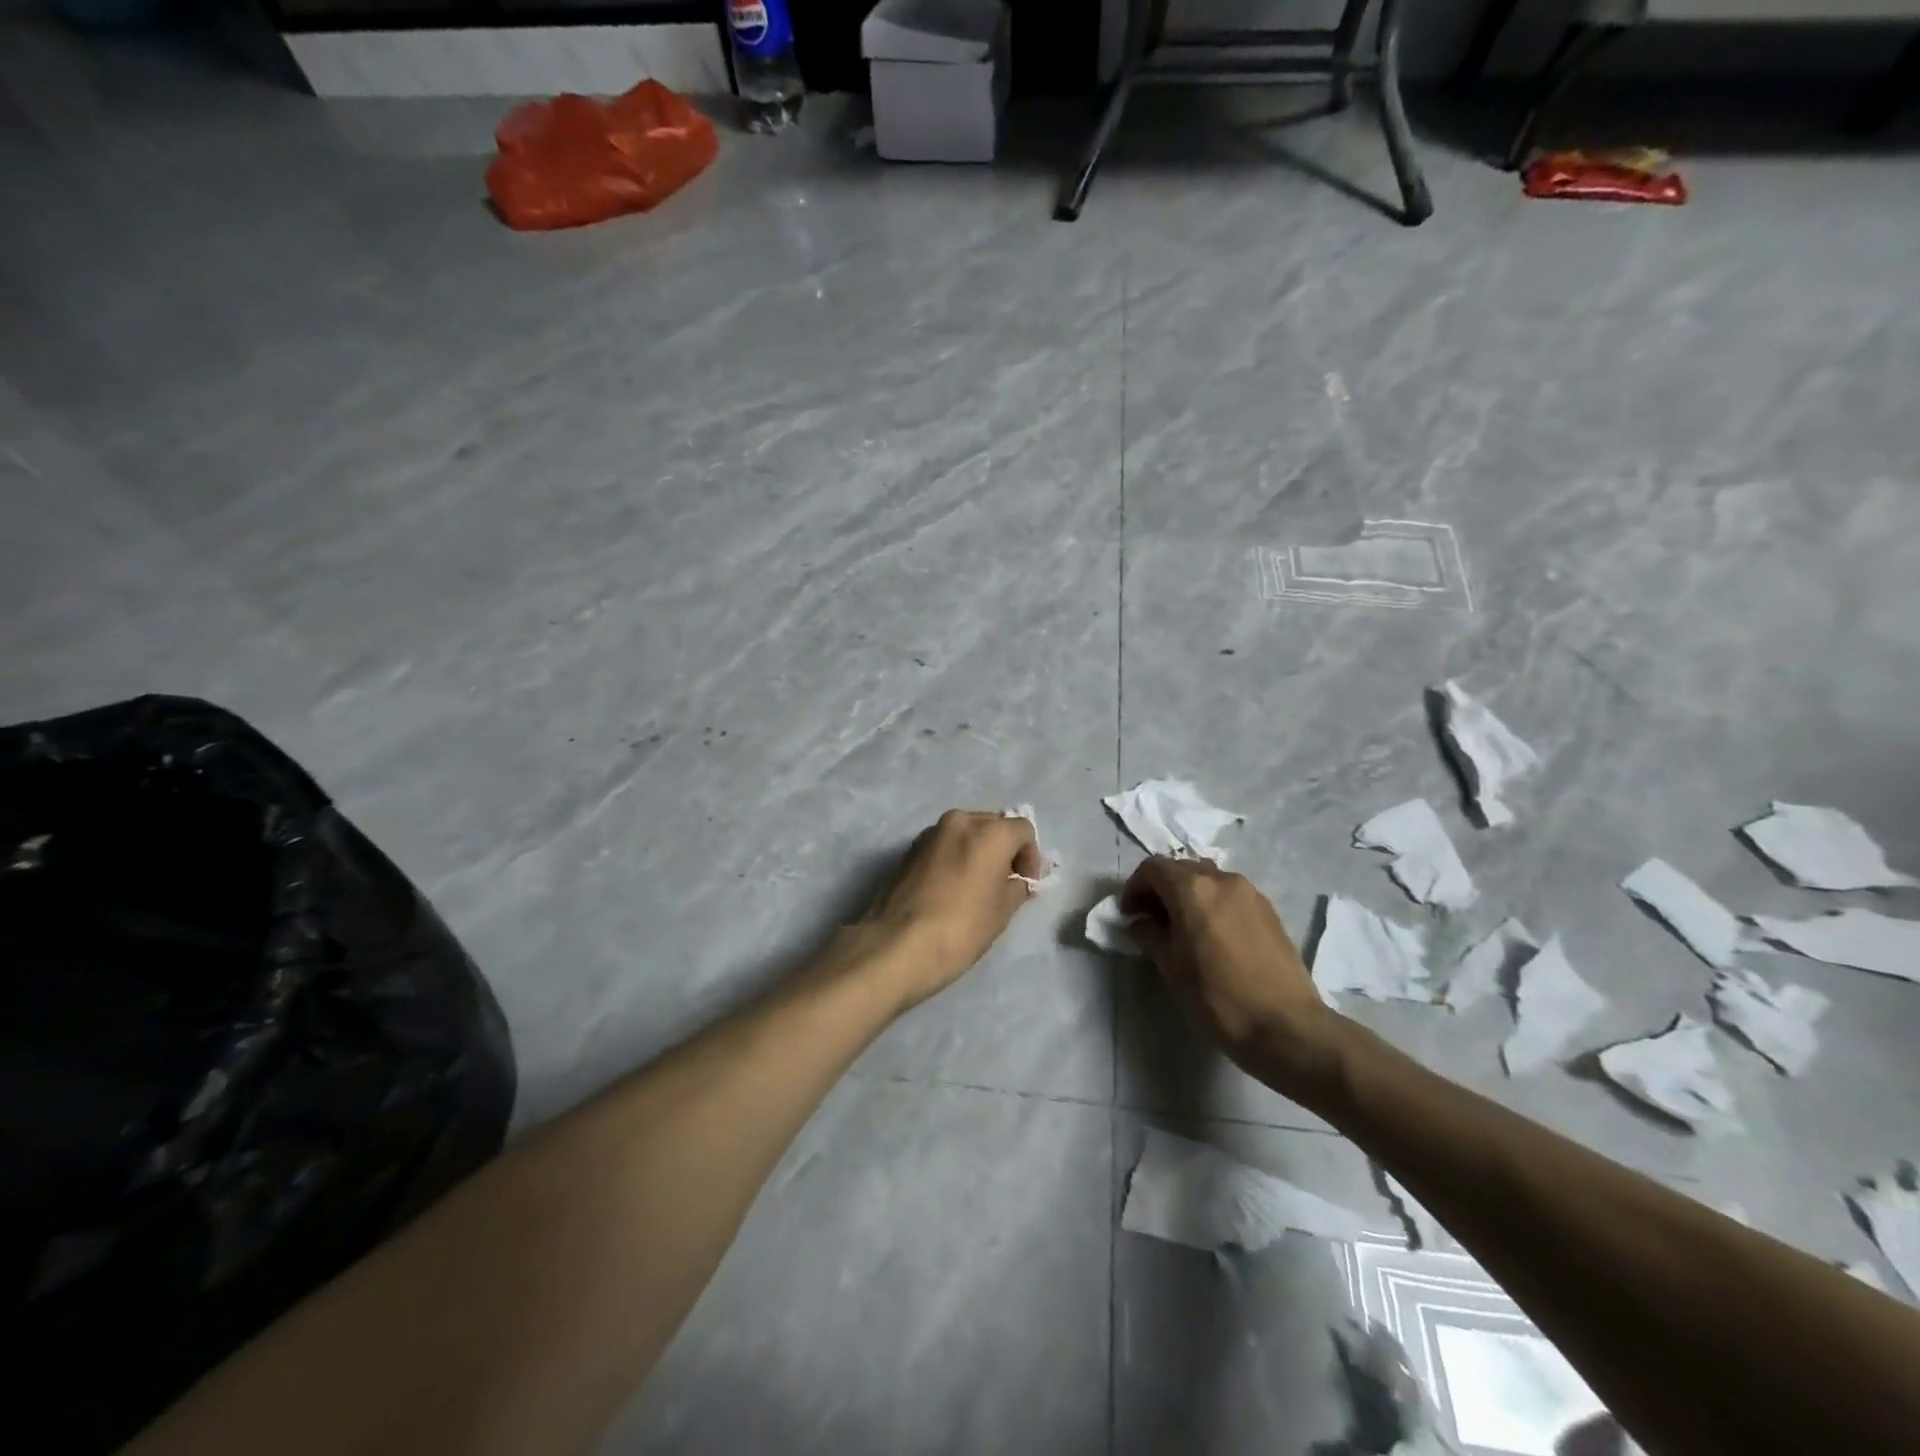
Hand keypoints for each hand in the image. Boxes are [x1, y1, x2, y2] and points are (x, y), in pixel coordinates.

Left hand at [850, 810, 1043, 1009]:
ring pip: (965, 834)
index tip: (1026, 884)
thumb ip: (1016, 886)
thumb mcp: (1003, 911)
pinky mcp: (908, 849)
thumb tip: (1015, 881)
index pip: (1023, 830)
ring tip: (976, 886)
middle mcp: (959, 821)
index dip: (1031, 857)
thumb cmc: (961, 927)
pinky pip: (943, 846)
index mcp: (989, 831)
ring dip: (977, 852)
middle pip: (993, 825)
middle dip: (1004, 850)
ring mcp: (930, 833)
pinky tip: (951, 889)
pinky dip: (954, 858)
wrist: (898, 945)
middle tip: (1005, 883)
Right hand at [1120, 857, 1340, 1094]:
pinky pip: (1230, 895)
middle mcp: (1222, 879)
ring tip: (1181, 927)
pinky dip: (1212, 903)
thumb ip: (1150, 935)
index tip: (1129, 915)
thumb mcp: (1171, 967)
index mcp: (1193, 888)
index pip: (1153, 868)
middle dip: (1160, 888)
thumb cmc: (1218, 997)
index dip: (1134, 888)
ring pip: (1208, 879)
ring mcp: (1250, 893)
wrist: (1286, 1027)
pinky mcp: (1269, 911)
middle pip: (1181, 869)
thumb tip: (1140, 923)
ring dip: (1187, 894)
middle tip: (1150, 920)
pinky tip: (1210, 935)